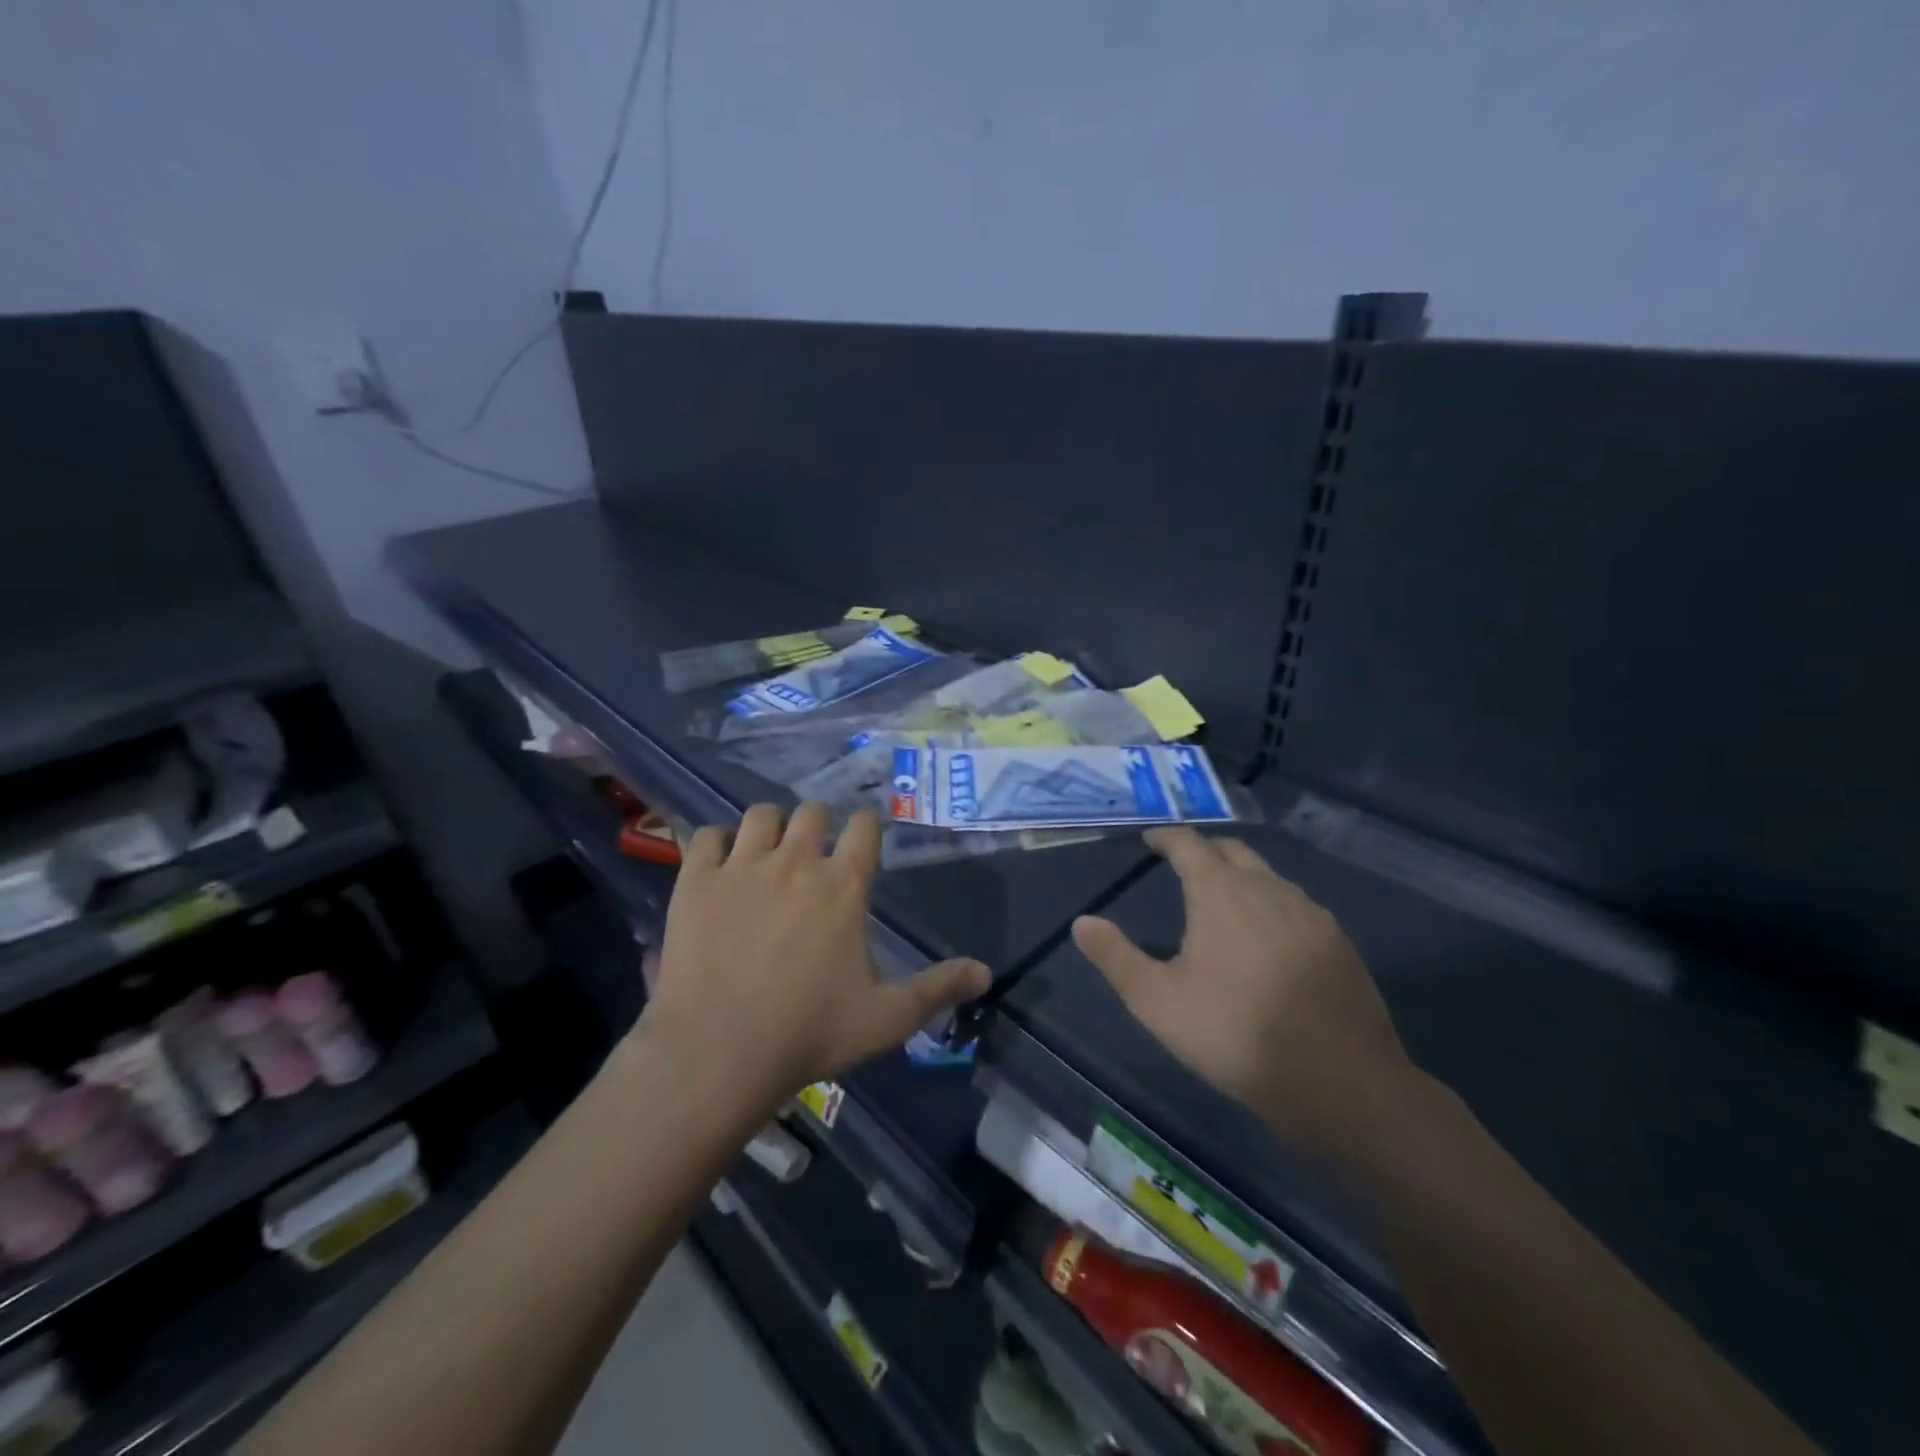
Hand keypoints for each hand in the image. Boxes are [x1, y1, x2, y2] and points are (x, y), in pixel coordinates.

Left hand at [640, 804, 990, 1113]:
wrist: (718, 1053)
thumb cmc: (810, 1033)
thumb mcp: (888, 1018)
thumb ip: (938, 989)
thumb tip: (986, 972)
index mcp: (844, 885)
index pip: (864, 826)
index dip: (867, 827)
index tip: (863, 839)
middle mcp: (796, 861)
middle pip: (811, 811)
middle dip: (818, 825)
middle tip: (814, 855)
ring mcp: (742, 866)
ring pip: (760, 815)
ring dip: (770, 828)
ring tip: (767, 855)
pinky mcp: (696, 881)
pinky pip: (705, 836)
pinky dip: (715, 845)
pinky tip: (719, 869)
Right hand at [1071, 828, 1413, 1153]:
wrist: (1341, 1083)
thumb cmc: (1234, 1035)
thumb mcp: (1157, 1002)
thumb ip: (1116, 957)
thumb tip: (1082, 922)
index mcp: (1220, 893)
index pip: (1189, 845)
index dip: (1166, 837)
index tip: (1150, 839)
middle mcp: (1267, 889)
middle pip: (1232, 851)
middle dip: (1205, 851)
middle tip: (1183, 865)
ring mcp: (1310, 913)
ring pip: (1269, 877)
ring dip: (1241, 877)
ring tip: (1224, 902)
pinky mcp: (1338, 942)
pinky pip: (1297, 905)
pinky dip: (1272, 905)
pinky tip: (1269, 939)